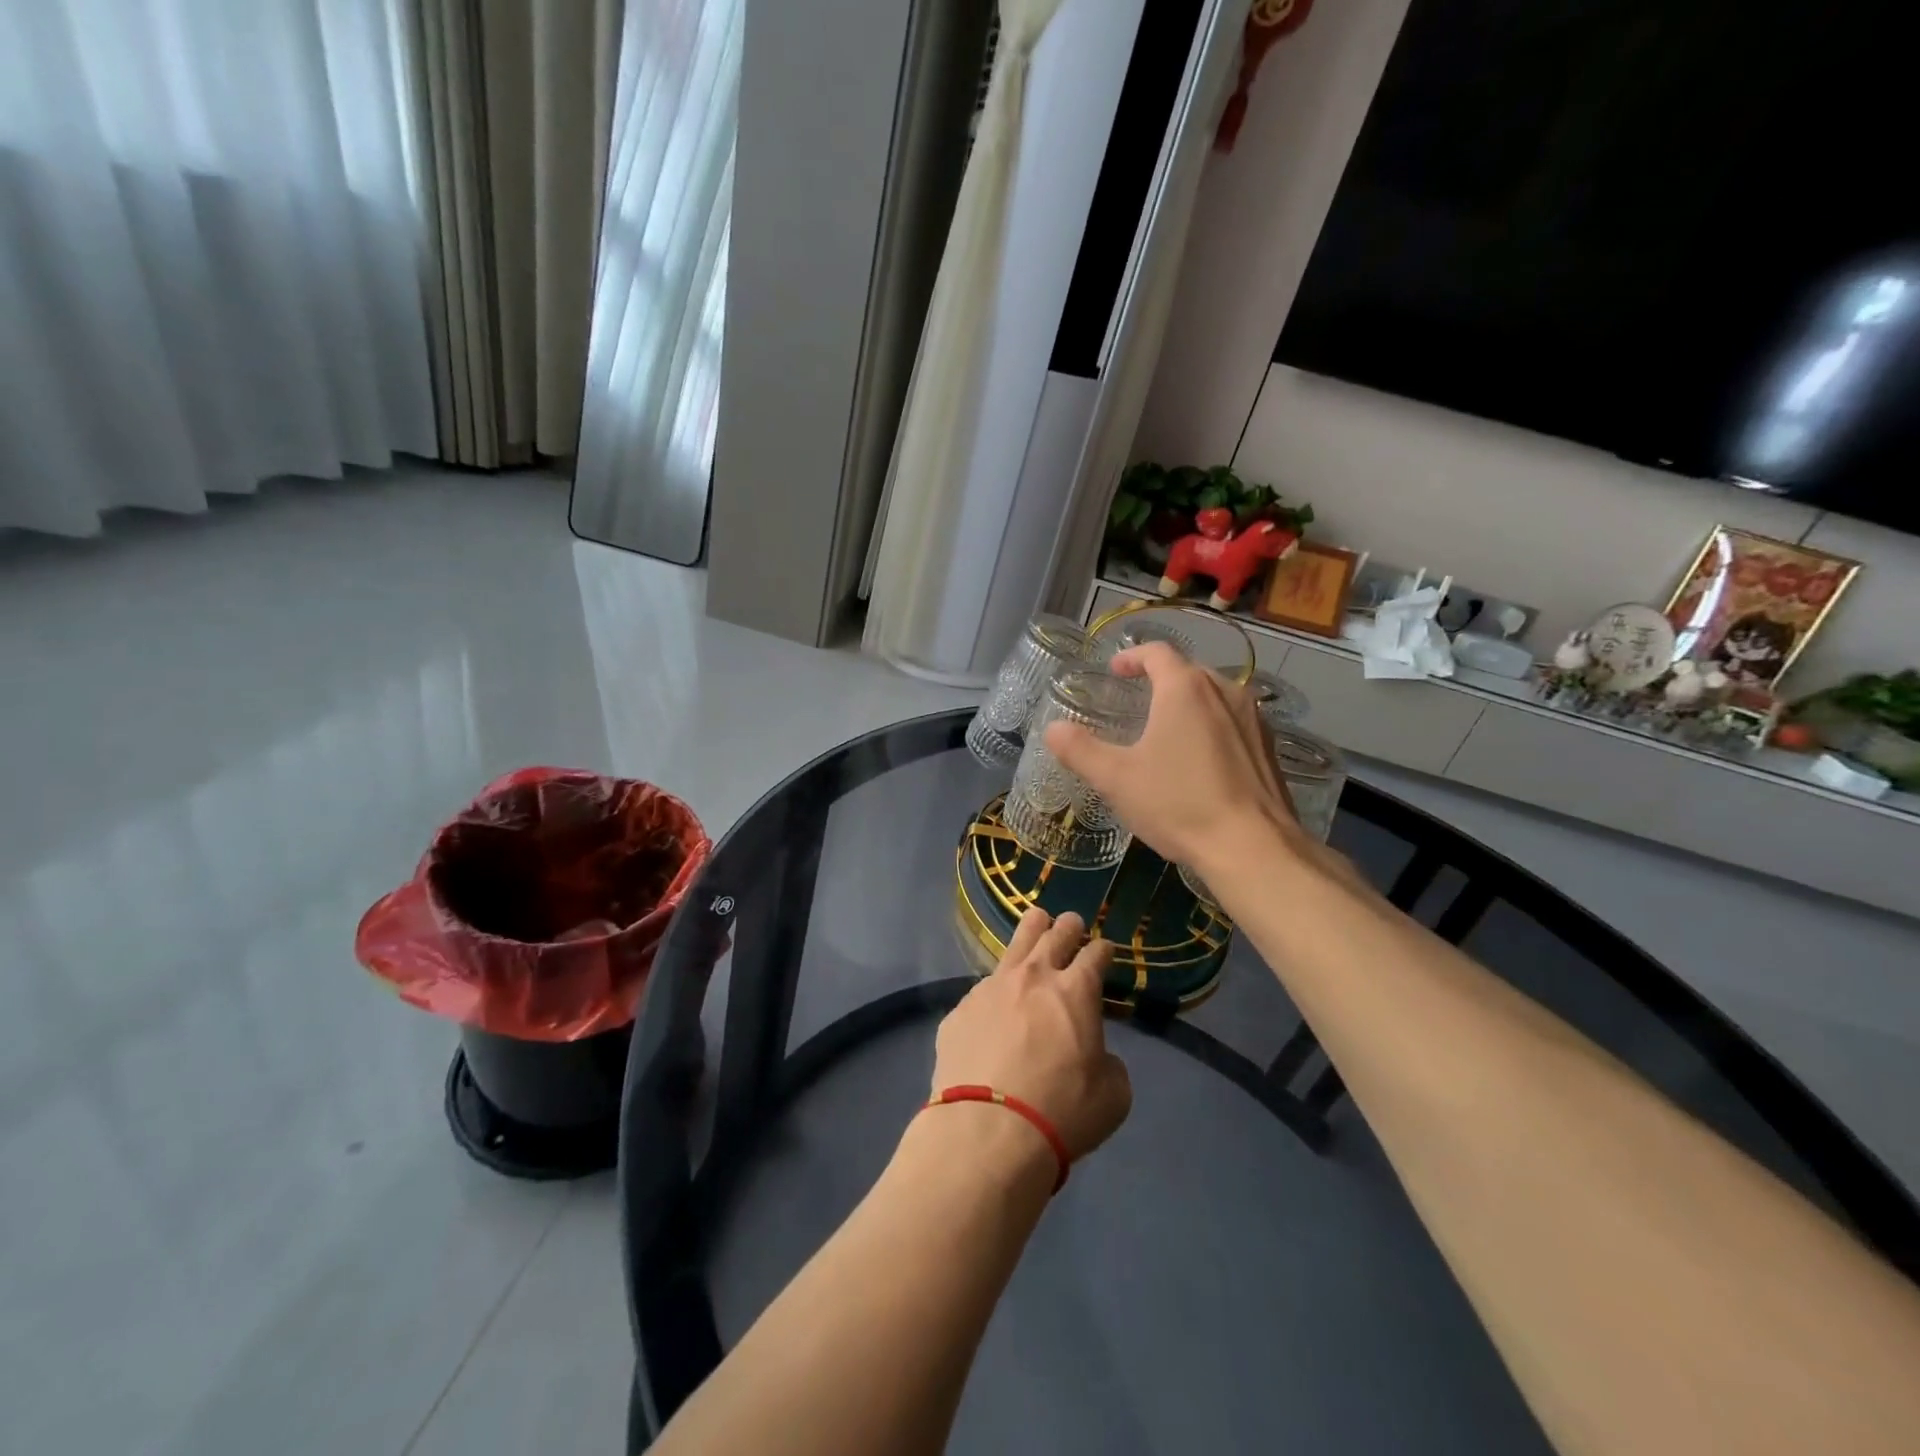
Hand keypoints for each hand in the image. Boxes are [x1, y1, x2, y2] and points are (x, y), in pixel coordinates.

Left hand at [932, 910, 1131, 1162]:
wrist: (987, 1131)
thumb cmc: (1061, 1112)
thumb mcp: (1112, 1096)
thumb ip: (1109, 1065)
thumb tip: (1096, 1057)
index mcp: (1075, 991)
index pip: (1095, 955)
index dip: (1103, 950)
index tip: (1106, 951)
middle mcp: (1033, 977)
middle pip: (1054, 935)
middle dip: (1068, 926)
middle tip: (1072, 923)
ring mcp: (991, 988)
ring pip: (1015, 945)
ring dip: (1031, 932)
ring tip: (1036, 921)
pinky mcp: (961, 1009)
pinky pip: (983, 989)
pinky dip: (997, 989)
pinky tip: (996, 1000)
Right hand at [1044, 641, 1299, 872]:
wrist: (1253, 848)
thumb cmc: (1178, 803)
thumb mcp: (1116, 778)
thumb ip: (1080, 749)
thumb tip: (1052, 729)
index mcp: (1185, 689)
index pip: (1157, 653)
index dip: (1132, 656)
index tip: (1115, 670)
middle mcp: (1225, 691)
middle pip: (1188, 671)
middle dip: (1160, 679)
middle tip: (1137, 699)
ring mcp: (1253, 719)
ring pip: (1215, 696)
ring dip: (1188, 703)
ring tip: (1167, 729)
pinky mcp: (1269, 748)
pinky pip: (1233, 723)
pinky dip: (1212, 727)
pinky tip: (1199, 760)